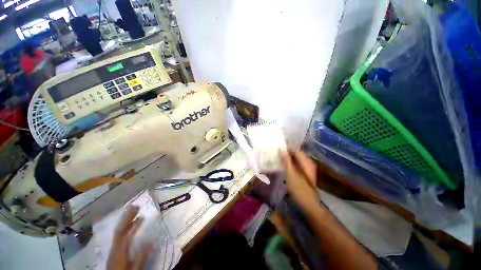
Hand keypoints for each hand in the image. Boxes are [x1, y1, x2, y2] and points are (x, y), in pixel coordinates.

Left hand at [107, 206, 151, 269]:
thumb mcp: (135, 269)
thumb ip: (141, 256)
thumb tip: (150, 239)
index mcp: (119, 251)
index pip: (124, 233)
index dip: (131, 222)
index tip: (140, 212)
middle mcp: (115, 247)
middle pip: (119, 229)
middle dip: (127, 217)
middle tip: (136, 205)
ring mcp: (113, 248)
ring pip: (118, 231)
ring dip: (126, 220)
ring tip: (135, 211)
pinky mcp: (115, 250)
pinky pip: (119, 235)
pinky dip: (125, 227)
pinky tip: (132, 224)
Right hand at [280, 149, 319, 211]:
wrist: (309, 206)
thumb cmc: (300, 190)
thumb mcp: (291, 174)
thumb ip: (286, 161)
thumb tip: (280, 148)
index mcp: (306, 161)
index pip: (294, 149)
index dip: (285, 148)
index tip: (275, 149)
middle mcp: (307, 163)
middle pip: (295, 154)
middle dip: (285, 153)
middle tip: (274, 154)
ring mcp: (306, 168)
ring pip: (294, 159)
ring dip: (286, 159)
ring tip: (276, 159)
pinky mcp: (304, 174)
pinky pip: (295, 165)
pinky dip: (288, 164)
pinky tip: (282, 167)